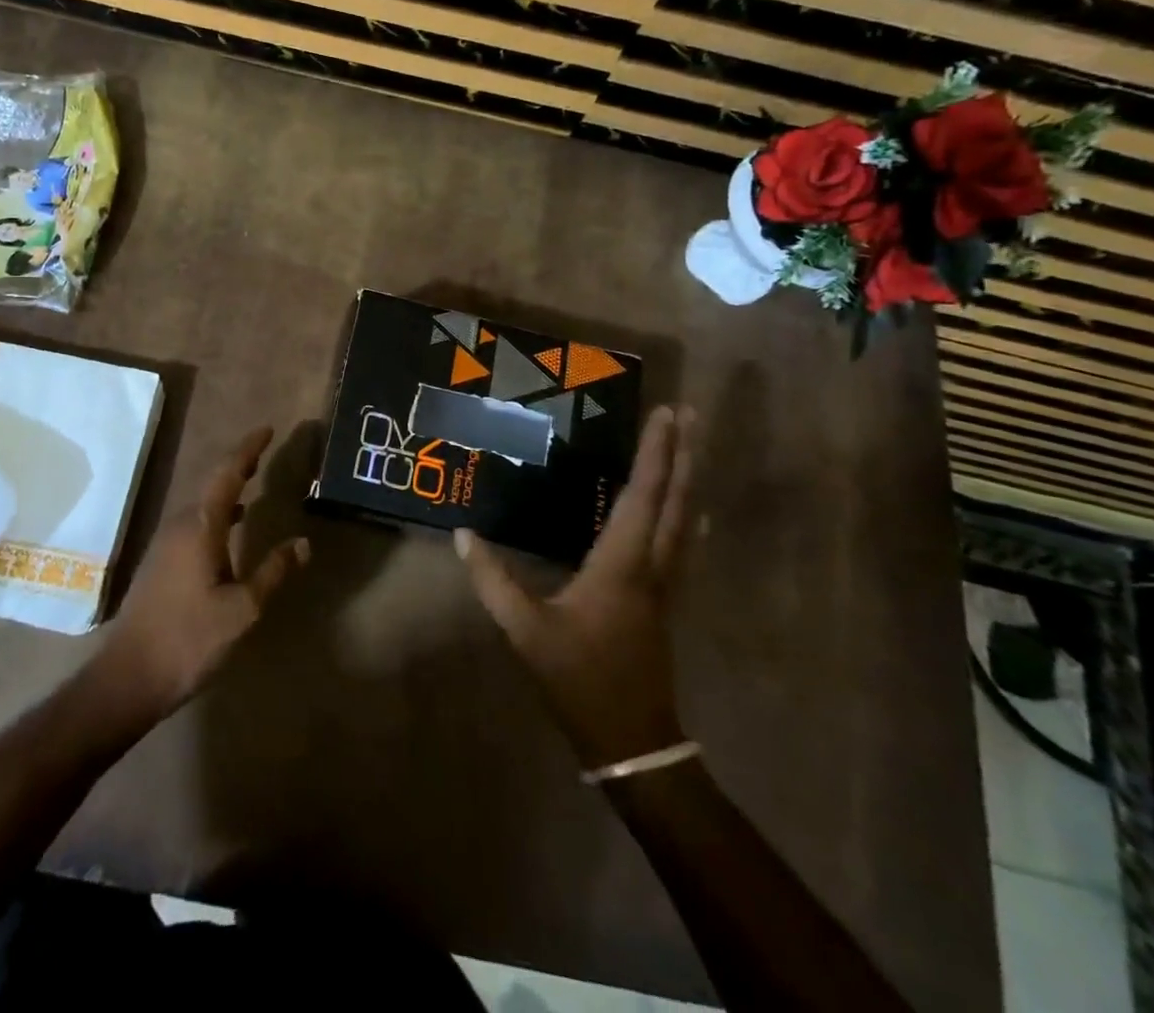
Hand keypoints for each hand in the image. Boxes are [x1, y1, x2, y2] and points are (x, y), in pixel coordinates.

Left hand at [95, 427, 309, 720]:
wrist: (129, 676)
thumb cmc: (190, 640)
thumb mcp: (242, 610)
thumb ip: (272, 571)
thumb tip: (303, 542)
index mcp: (200, 527)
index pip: (227, 474)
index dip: (248, 449)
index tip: (267, 429)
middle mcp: (180, 524)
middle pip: (212, 482)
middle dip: (239, 463)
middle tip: (265, 450)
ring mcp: (165, 542)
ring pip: (202, 502)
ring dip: (228, 487)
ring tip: (253, 479)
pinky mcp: (160, 561)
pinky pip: (194, 521)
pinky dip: (217, 512)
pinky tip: (232, 526)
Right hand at [456, 405, 698, 768]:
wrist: (632, 741)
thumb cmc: (580, 679)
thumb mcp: (526, 631)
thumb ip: (493, 581)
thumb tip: (462, 534)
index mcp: (622, 565)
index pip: (643, 497)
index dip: (655, 454)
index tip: (665, 414)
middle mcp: (652, 566)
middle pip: (675, 501)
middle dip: (681, 454)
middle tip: (686, 413)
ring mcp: (664, 585)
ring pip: (684, 521)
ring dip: (687, 479)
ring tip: (688, 446)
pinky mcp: (664, 600)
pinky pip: (681, 542)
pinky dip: (685, 514)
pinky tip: (691, 511)